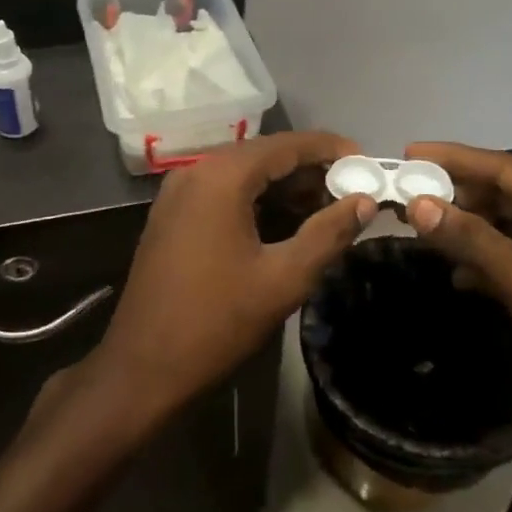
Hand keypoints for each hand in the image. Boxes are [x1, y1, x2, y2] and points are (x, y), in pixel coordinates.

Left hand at [89, 132, 373, 423]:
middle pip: (264, 155)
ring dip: (284, 187)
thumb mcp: (284, 279)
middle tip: (352, 193)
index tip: (367, 164)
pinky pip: (223, 192)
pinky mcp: (171, 215)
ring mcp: (178, 192)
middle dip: (310, 170)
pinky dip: (257, 200)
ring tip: (327, 211)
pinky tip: (285, 224)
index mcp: (222, 176)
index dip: (330, 149)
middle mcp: (195, 171)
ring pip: (243, 174)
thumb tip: (364, 202)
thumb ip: (328, 234)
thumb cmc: (218, 321)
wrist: (144, 366)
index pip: (287, 145)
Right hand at [401, 143, 511, 437]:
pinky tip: (455, 275)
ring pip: (508, 232)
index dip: (456, 159)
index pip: (509, 169)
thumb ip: (471, 238)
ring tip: (419, 229)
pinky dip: (483, 265)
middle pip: (507, 197)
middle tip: (407, 195)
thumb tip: (417, 203)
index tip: (408, 153)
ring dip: (467, 232)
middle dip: (459, 197)